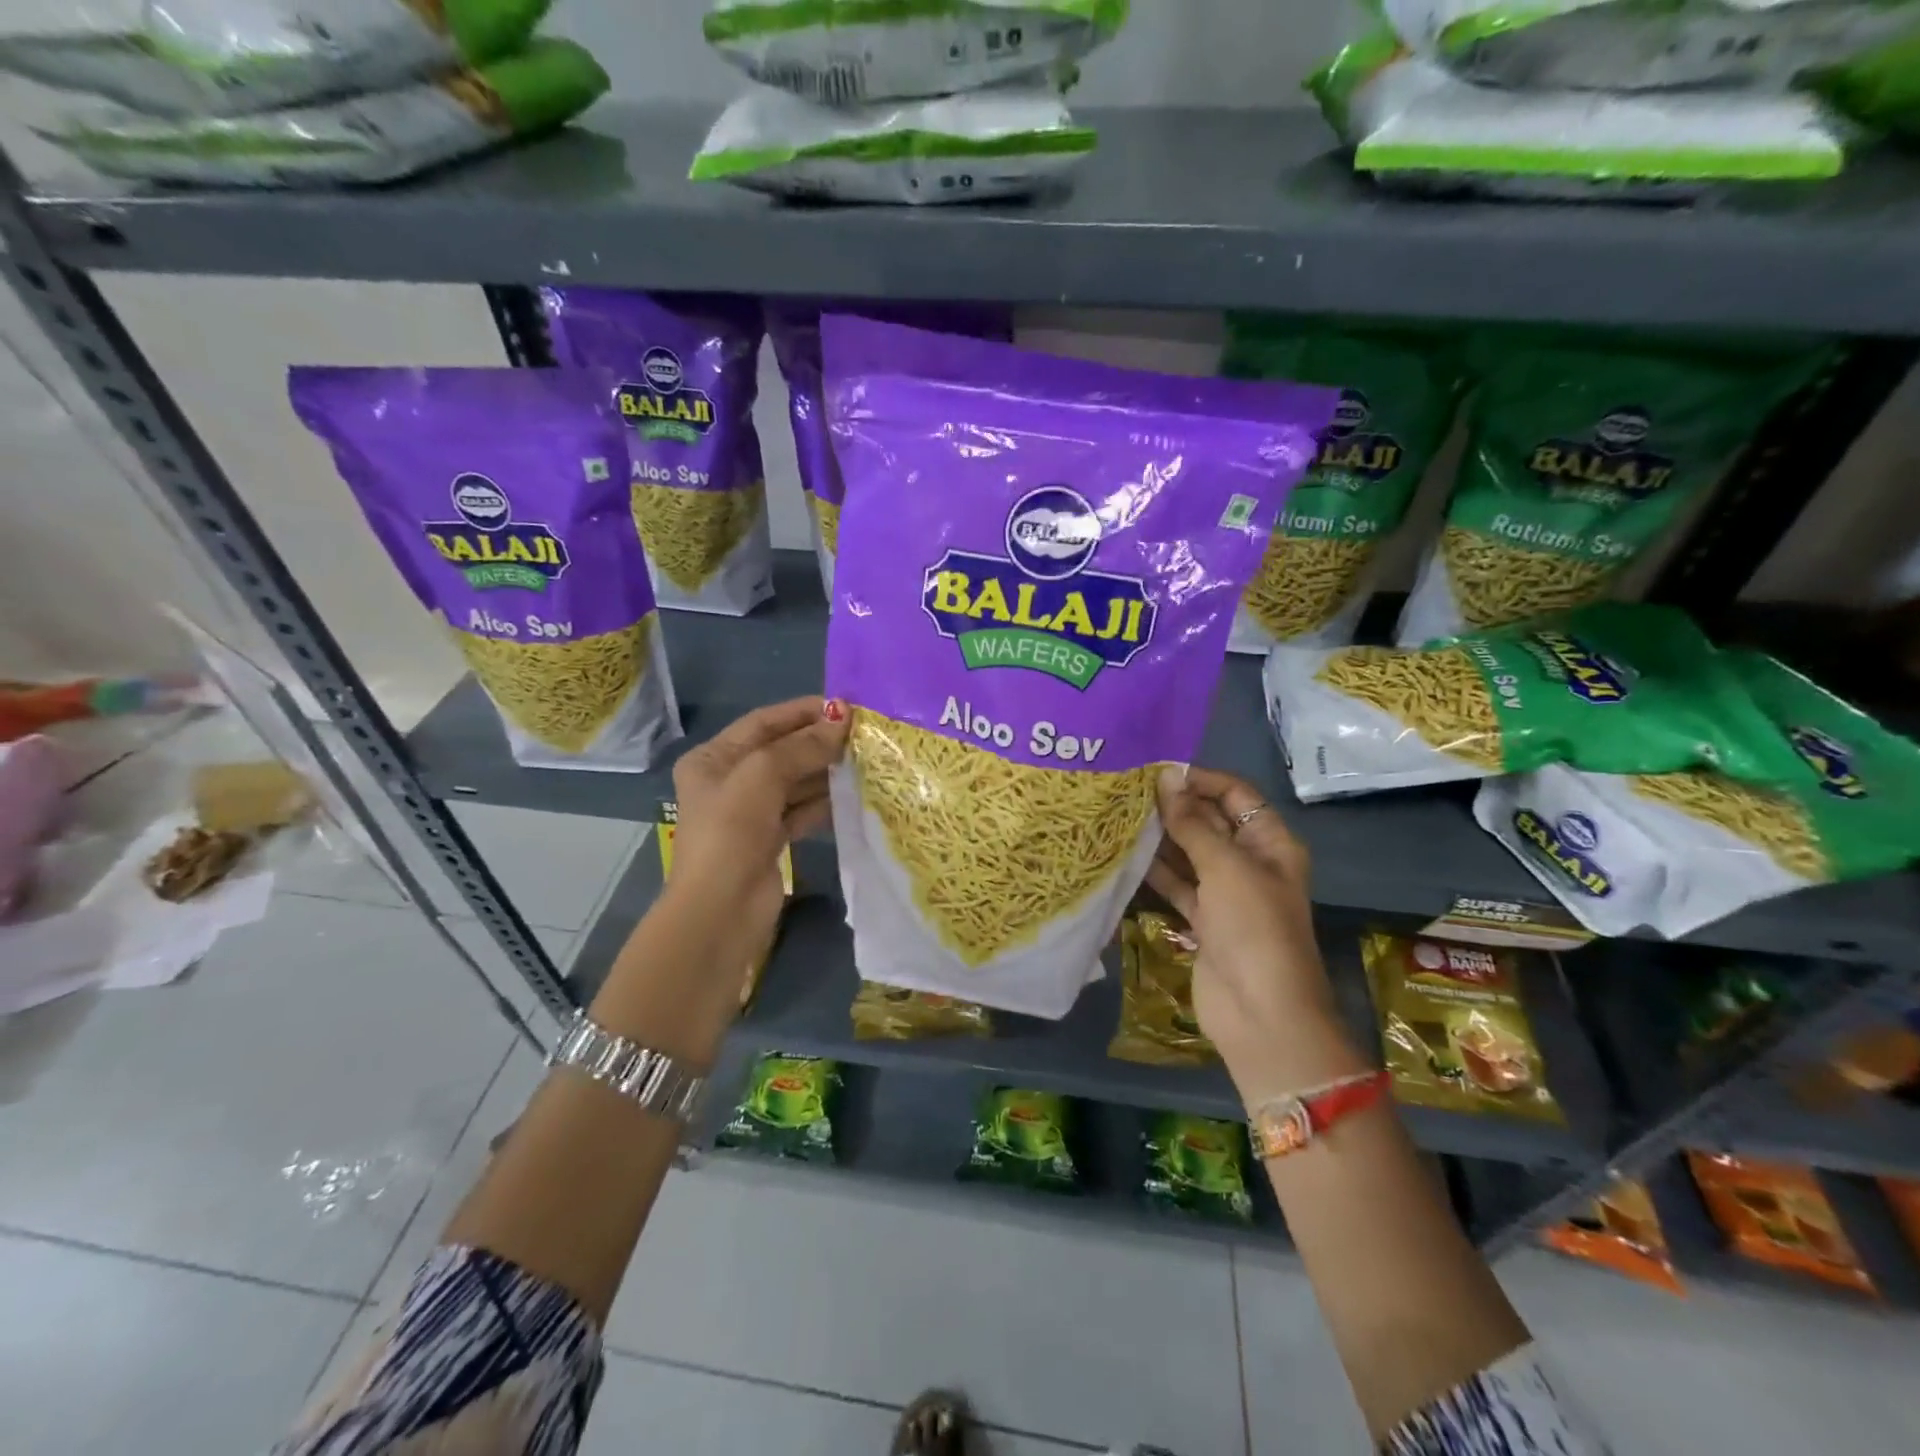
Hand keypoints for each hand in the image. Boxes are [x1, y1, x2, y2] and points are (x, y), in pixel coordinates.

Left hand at [666, 696, 848, 947]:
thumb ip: (802, 746)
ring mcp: (750, 812)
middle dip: (819, 741)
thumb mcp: (762, 776)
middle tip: (863, 735)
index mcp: (714, 759)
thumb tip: (842, 720)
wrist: (721, 911)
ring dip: (827, 771)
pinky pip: (802, 809)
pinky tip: (854, 794)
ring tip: (866, 760)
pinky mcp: (771, 838)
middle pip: (781, 750)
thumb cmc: (731, 833)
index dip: (803, 712)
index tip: (845, 707)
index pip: (764, 722)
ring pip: (795, 781)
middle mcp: (729, 780)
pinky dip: (825, 801)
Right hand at [1147, 766, 1363, 1101]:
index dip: (1200, 780)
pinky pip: (1178, 886)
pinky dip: (1156, 873)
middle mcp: (1250, 863)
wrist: (1261, 1014)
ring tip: (1119, 816)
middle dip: (1175, 807)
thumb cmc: (1253, 929)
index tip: (1156, 771)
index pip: (1236, 795)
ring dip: (1161, 838)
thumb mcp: (1226, 867)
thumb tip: (1166, 777)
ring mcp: (1226, 894)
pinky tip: (1125, 855)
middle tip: (1127, 791)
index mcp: (1271, 844)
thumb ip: (1192, 823)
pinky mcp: (1203, 921)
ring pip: (1190, 854)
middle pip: (1211, 822)